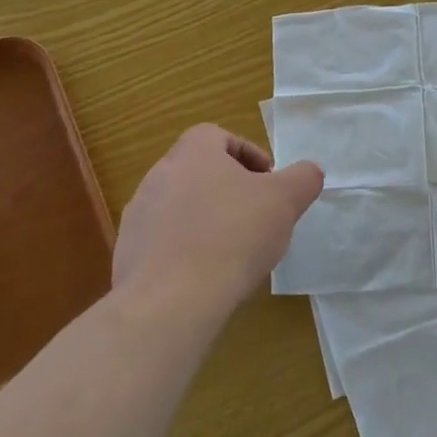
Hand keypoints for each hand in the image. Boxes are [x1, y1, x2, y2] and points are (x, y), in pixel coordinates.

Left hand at [113, 124, 323, 317]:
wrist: (171, 301)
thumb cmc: (233, 236)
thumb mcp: (285, 201)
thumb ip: (303, 178)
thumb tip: (309, 172)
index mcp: (192, 153)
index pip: (217, 136)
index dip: (247, 153)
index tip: (267, 181)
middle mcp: (158, 176)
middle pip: (198, 171)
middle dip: (228, 188)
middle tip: (255, 214)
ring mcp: (138, 216)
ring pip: (180, 206)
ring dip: (206, 218)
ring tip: (233, 249)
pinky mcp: (128, 253)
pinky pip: (163, 241)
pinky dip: (186, 249)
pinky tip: (207, 275)